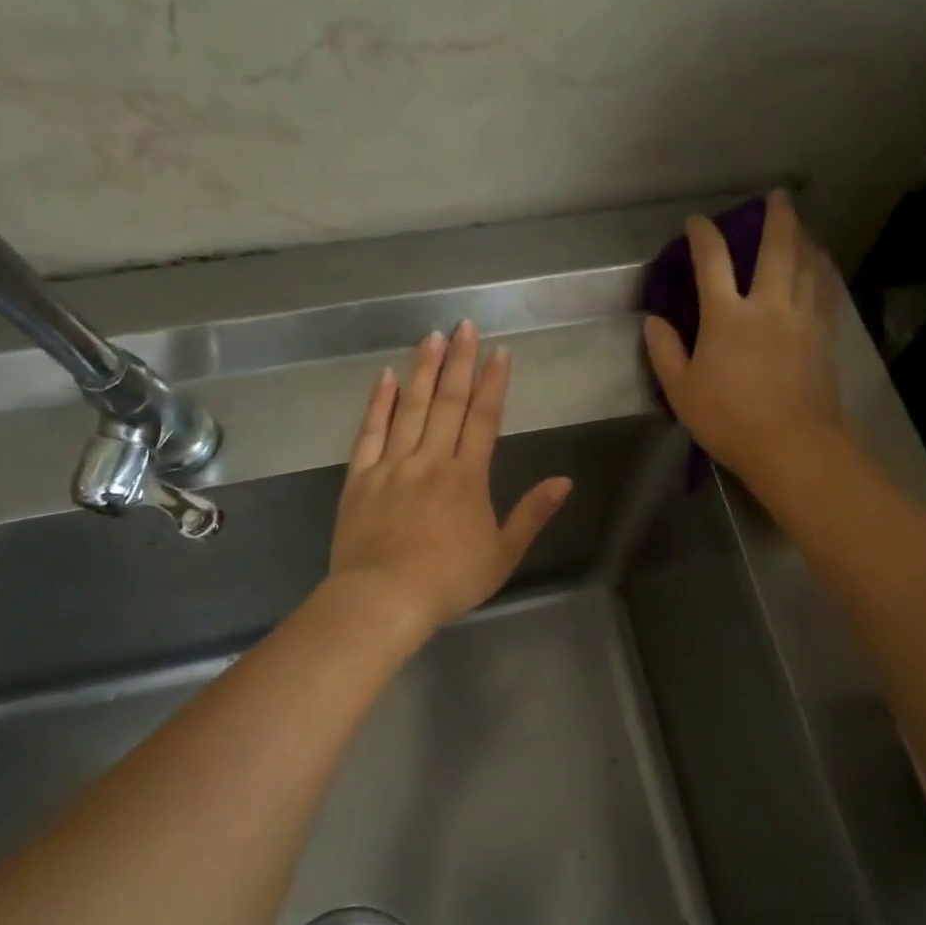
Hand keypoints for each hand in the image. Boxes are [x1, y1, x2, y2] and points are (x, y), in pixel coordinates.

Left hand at [329, 320, 572, 638]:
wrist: (384, 598)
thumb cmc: (449, 580)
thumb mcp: (503, 554)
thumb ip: (532, 514)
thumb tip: (564, 481)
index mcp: (467, 477)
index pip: (484, 419)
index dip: (493, 384)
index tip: (498, 352)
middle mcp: (431, 460)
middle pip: (447, 402)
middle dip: (459, 362)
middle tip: (465, 325)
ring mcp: (392, 466)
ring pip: (410, 408)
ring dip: (423, 370)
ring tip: (431, 336)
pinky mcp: (361, 478)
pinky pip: (370, 432)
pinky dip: (378, 404)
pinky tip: (386, 378)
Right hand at [643, 190, 841, 483]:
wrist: (791, 445)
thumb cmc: (729, 419)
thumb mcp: (681, 391)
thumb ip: (665, 352)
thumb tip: (654, 321)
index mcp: (727, 317)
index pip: (712, 262)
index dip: (704, 236)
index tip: (698, 222)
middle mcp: (768, 306)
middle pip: (776, 249)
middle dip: (777, 217)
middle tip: (779, 196)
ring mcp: (801, 319)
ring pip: (807, 265)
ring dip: (804, 239)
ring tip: (802, 226)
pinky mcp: (822, 337)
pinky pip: (823, 292)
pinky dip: (821, 272)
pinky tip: (820, 268)